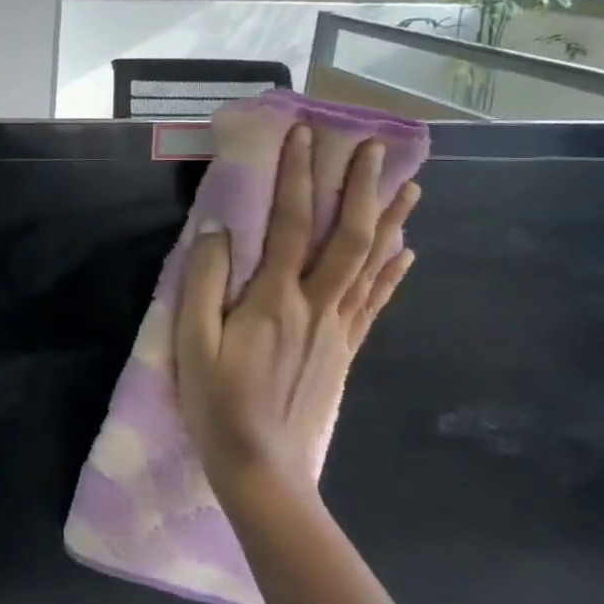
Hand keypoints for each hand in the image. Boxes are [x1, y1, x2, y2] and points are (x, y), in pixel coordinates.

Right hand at [174, 125, 418, 491]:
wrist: (263, 468)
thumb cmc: (217, 403)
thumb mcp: (192, 341)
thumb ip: (203, 282)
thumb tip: (218, 229)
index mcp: (274, 299)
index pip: (290, 223)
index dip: (298, 176)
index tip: (305, 135)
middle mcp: (316, 305)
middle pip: (347, 236)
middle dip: (361, 188)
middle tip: (374, 148)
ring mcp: (338, 329)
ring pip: (372, 264)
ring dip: (390, 222)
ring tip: (411, 187)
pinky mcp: (346, 351)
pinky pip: (375, 302)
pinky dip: (393, 272)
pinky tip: (407, 252)